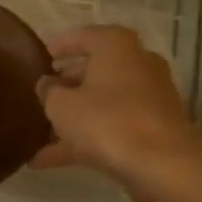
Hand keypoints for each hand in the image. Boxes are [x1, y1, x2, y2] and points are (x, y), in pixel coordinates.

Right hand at [32, 25, 201, 201]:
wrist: (163, 165)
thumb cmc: (106, 121)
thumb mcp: (62, 105)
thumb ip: (48, 91)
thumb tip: (46, 84)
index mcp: (115, 45)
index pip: (81, 36)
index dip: (57, 47)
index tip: (38, 58)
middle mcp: (137, 63)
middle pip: (94, 70)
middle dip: (65, 85)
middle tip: (40, 96)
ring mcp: (149, 97)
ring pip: (102, 102)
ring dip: (73, 117)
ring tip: (38, 134)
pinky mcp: (153, 127)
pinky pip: (112, 126)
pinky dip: (85, 139)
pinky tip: (49, 161)